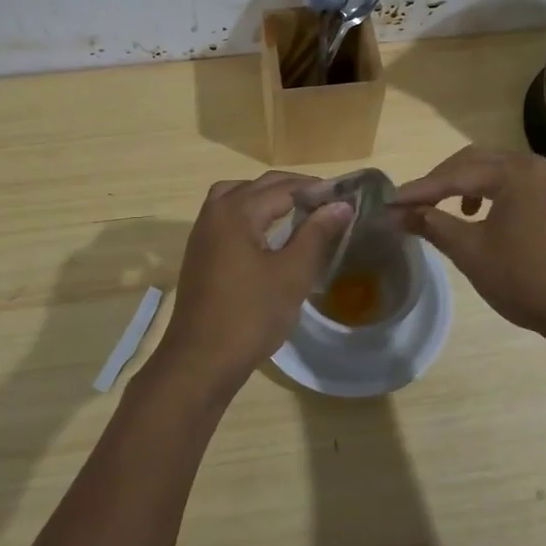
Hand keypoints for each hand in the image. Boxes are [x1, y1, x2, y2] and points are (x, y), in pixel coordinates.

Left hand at [149, 172, 351, 403]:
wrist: (200, 360)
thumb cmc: (250, 316)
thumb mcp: (292, 275)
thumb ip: (316, 234)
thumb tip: (341, 205)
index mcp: (237, 211)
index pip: (284, 187)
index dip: (316, 189)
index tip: (346, 197)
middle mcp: (215, 212)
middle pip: (259, 186)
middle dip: (294, 189)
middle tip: (328, 202)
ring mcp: (203, 232)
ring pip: (238, 196)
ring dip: (267, 196)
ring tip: (298, 210)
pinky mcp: (200, 252)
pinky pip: (226, 215)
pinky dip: (250, 212)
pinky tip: (269, 233)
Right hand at [395, 146, 545, 347]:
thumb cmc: (527, 280)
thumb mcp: (471, 252)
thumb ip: (432, 225)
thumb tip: (396, 215)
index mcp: (516, 172)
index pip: (455, 175)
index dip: (419, 190)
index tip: (389, 203)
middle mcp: (540, 167)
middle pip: (479, 162)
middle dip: (444, 180)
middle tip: (416, 202)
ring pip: (503, 172)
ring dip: (472, 185)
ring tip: (455, 210)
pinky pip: (525, 187)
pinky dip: (499, 195)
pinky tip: (492, 219)